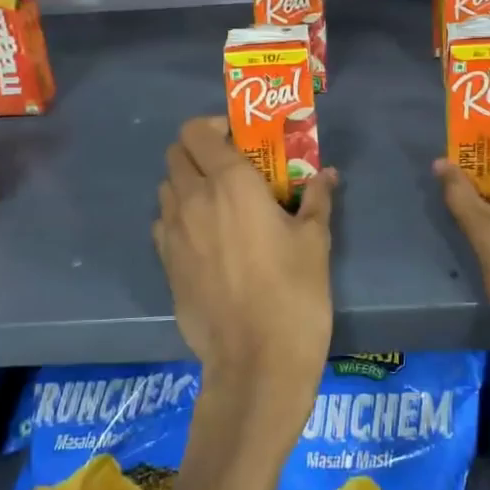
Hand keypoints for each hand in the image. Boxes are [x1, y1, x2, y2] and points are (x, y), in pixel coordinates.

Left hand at [154, 116, 337, 423]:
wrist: (256, 363)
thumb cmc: (294, 293)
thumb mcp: (315, 241)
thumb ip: (316, 199)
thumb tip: (326, 174)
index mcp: (230, 183)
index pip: (197, 131)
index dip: (214, 126)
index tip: (240, 138)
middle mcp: (193, 199)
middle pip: (175, 154)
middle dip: (199, 151)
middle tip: (231, 167)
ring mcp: (173, 234)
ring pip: (167, 188)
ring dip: (187, 183)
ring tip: (219, 202)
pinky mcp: (166, 265)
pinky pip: (164, 224)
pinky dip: (179, 217)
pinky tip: (206, 237)